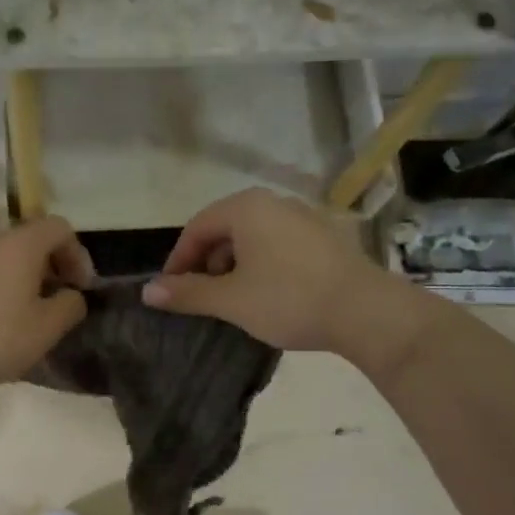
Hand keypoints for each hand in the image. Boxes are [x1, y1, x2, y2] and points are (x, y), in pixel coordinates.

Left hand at [0, 216, 93, 394]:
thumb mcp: (46, 329)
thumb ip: (70, 306)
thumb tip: (71, 296)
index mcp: (20, 245)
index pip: (59, 228)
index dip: (77, 254)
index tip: (80, 287)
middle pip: (30, 239)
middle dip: (50, 266)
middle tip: (55, 300)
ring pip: (2, 256)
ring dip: (21, 276)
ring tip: (24, 312)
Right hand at [142, 189, 420, 353]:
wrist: (366, 312)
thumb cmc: (289, 299)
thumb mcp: (231, 300)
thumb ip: (187, 293)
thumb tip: (147, 291)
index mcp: (247, 208)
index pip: (197, 227)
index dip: (179, 260)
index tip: (172, 291)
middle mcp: (274, 202)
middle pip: (225, 229)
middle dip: (207, 263)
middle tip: (202, 296)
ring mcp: (304, 216)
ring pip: (253, 237)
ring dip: (235, 265)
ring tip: (234, 298)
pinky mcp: (326, 236)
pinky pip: (279, 244)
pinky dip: (263, 264)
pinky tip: (269, 294)